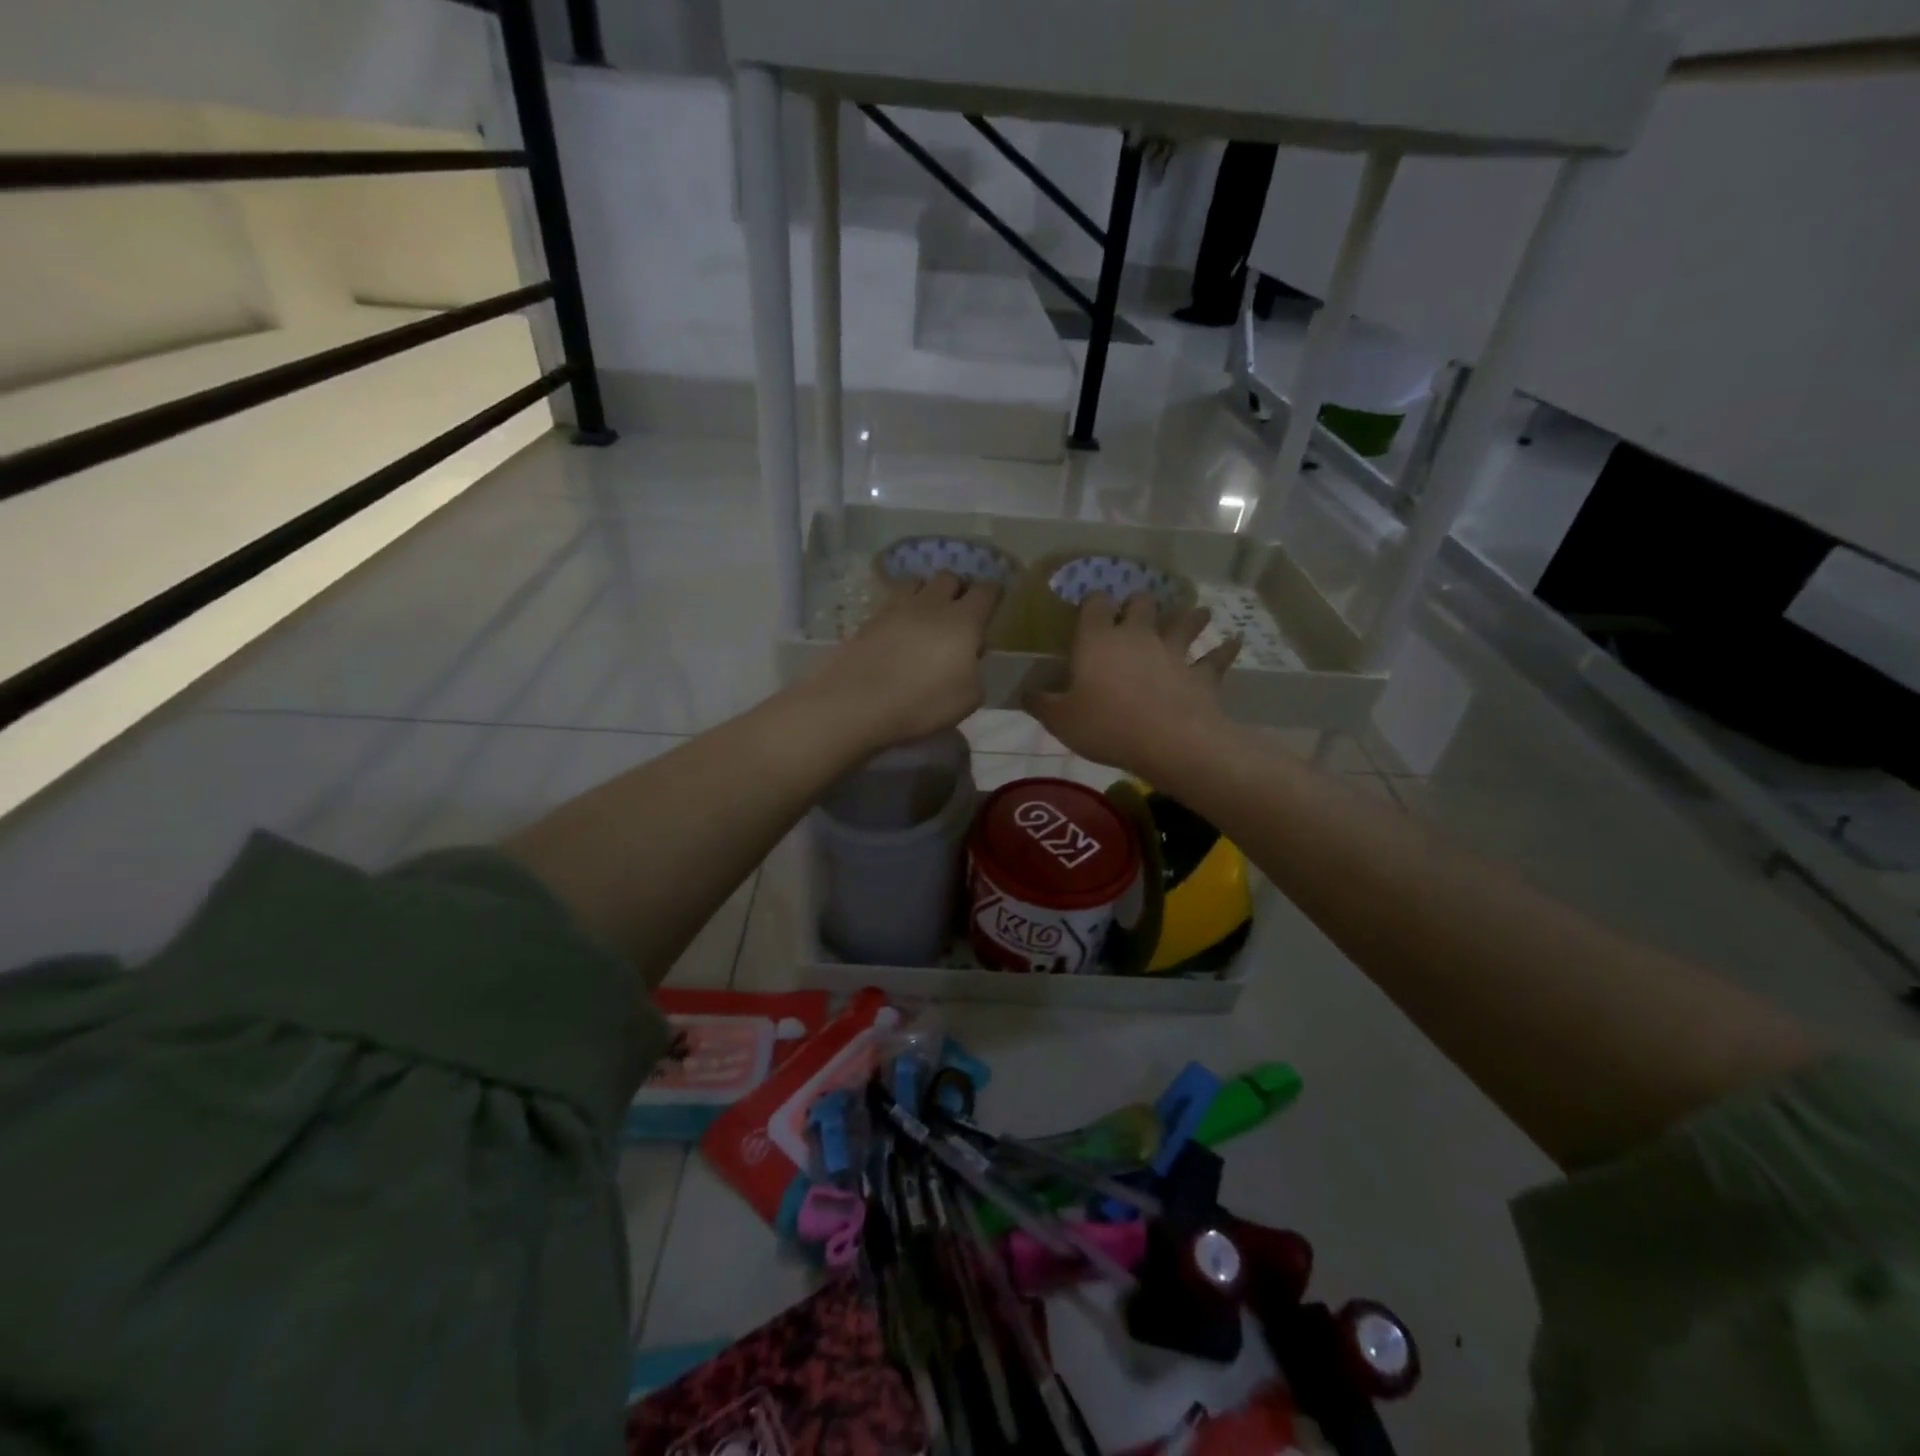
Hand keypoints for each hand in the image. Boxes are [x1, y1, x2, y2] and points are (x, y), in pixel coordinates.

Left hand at [803, 572, 999, 751]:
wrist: (856, 703)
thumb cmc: (922, 703)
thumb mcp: (968, 699)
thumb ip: (975, 673)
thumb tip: (968, 659)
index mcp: (963, 620)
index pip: (987, 591)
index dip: (994, 593)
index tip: (995, 601)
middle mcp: (932, 604)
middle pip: (950, 578)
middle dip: (959, 589)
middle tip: (960, 611)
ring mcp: (897, 607)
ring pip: (918, 582)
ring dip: (927, 593)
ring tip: (927, 615)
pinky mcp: (870, 619)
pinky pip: (893, 602)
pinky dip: (902, 609)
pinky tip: (900, 629)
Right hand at [1027, 592, 1239, 776]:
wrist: (1168, 742)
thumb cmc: (1106, 726)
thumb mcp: (1060, 720)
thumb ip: (1040, 702)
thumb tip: (1025, 690)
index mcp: (1098, 640)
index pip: (1095, 604)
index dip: (1092, 602)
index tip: (1090, 608)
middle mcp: (1137, 636)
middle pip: (1140, 604)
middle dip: (1138, 604)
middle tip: (1137, 610)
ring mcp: (1173, 651)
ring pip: (1184, 622)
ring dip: (1190, 616)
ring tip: (1197, 612)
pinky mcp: (1200, 673)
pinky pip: (1215, 658)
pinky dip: (1224, 650)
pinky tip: (1234, 642)